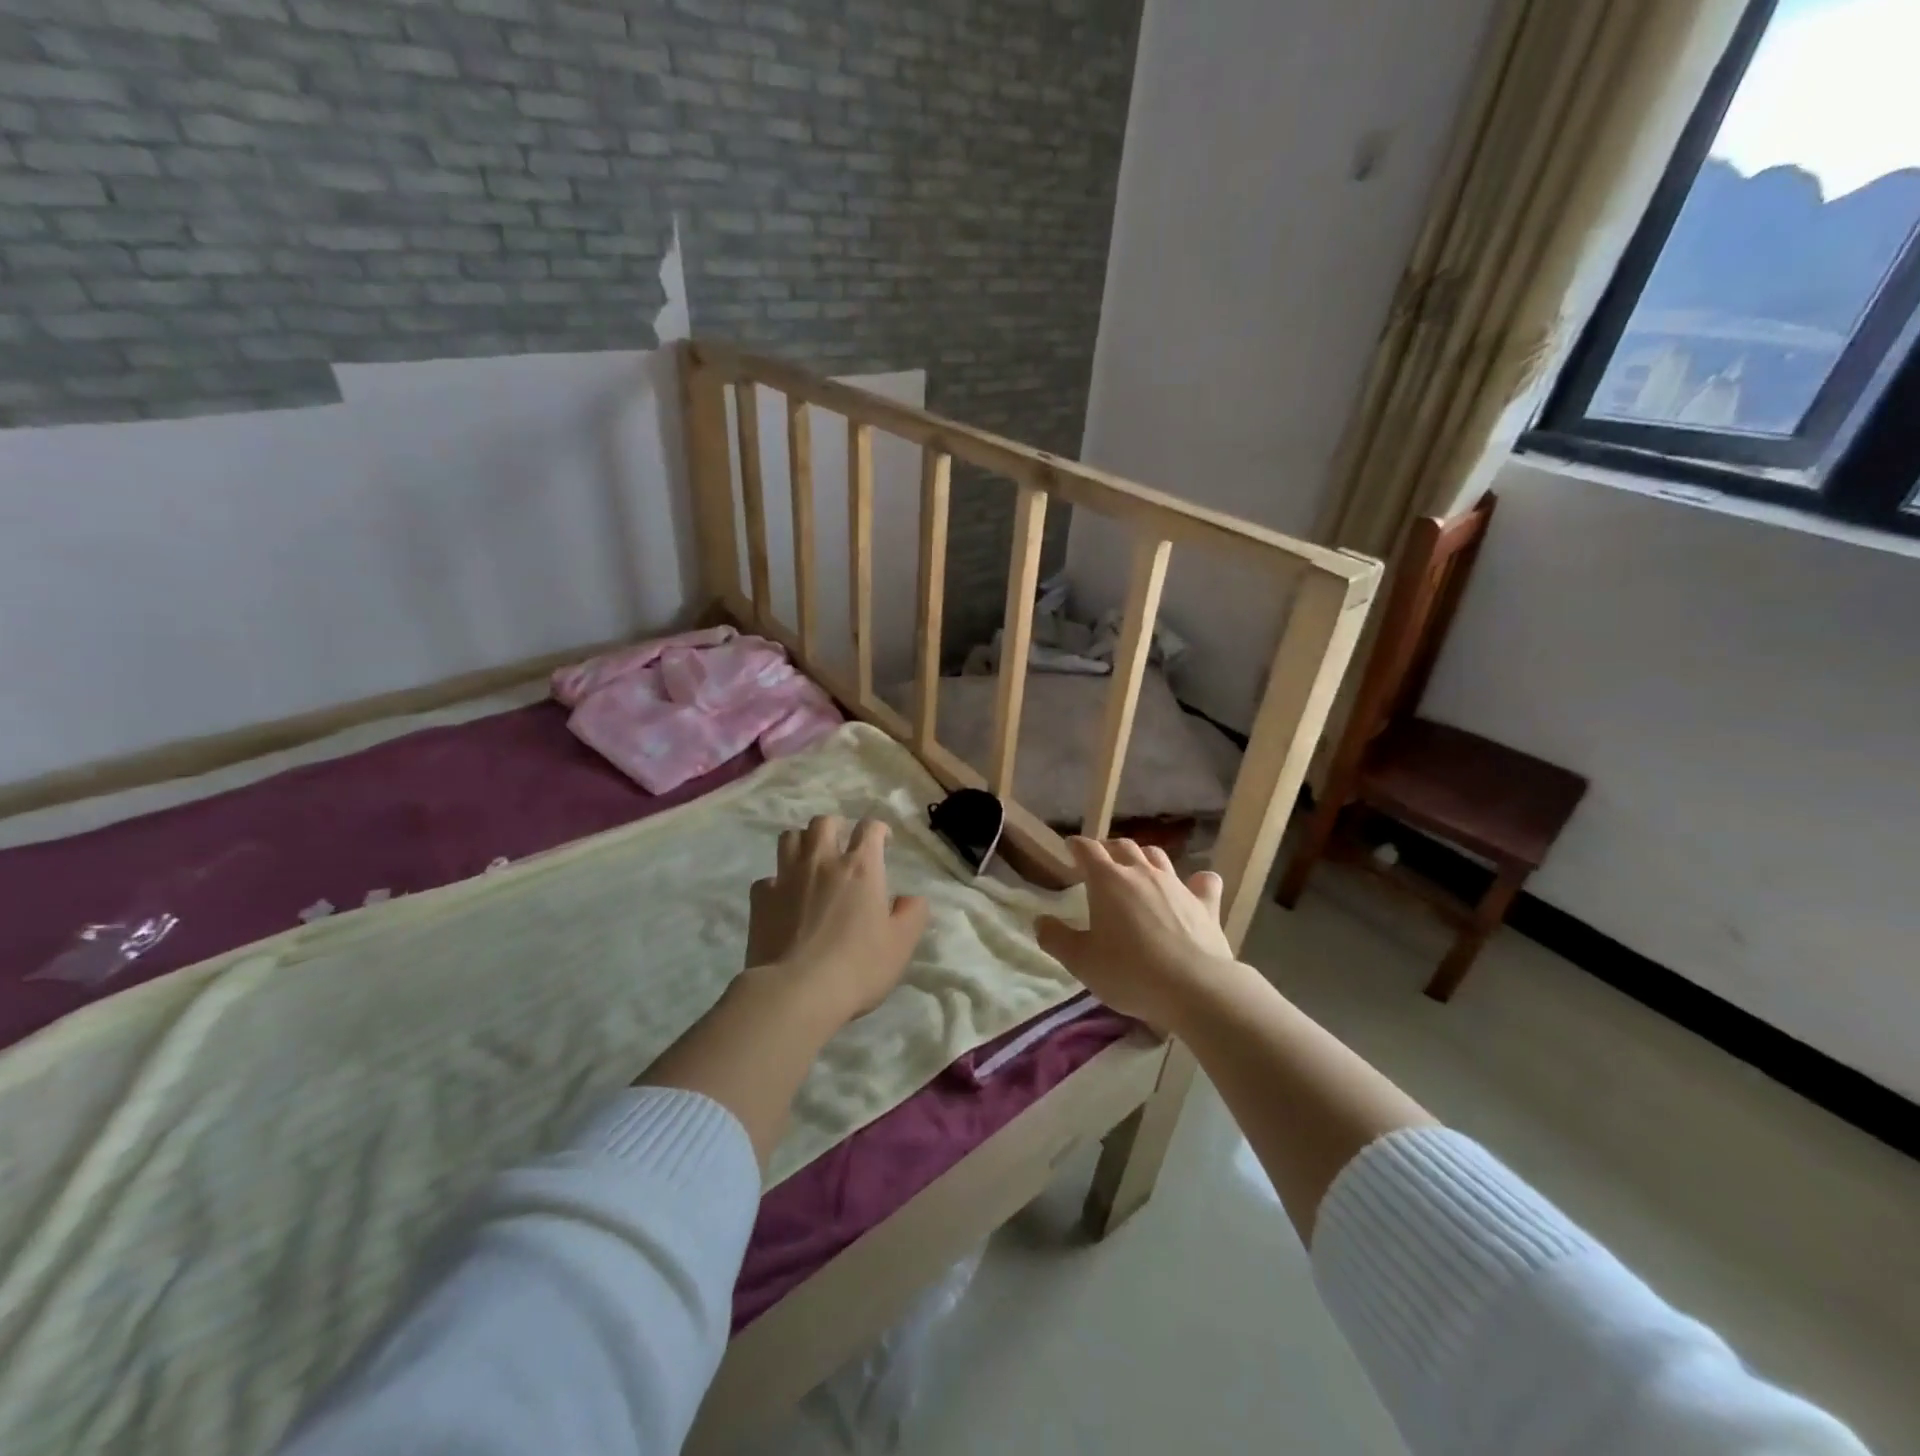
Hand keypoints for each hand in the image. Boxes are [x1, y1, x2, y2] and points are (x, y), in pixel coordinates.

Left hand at [745, 815, 929, 1023]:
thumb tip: (911, 898)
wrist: (797, 992)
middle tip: (841, 845)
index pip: (869, 828)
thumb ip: (912, 914)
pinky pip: (767, 878)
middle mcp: (823, 861)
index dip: (878, 829)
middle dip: (835, 827)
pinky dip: (776, 883)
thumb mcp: (901, 944)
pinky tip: (783, 899)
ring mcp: (787, 877)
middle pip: (824, 823)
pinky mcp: (762, 899)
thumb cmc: (858, 967)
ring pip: (790, 838)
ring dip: (802, 842)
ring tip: (809, 860)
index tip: (883, 841)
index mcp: (861, 868)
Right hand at [1036, 837, 1236, 1028]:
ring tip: (1138, 868)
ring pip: (1158, 857)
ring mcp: (1177, 885)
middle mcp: (1142, 873)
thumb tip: (1040, 921)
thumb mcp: (1081, 961)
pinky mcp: (1206, 903)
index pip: (1088, 850)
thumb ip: (1056, 939)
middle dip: (1109, 849)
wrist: (1195, 988)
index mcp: (1108, 881)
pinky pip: (1203, 882)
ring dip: (1144, 857)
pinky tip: (1196, 886)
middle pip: (1123, 846)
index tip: (1070, 848)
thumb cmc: (1129, 972)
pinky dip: (1196, 881)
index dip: (1077, 846)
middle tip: (1101, 860)